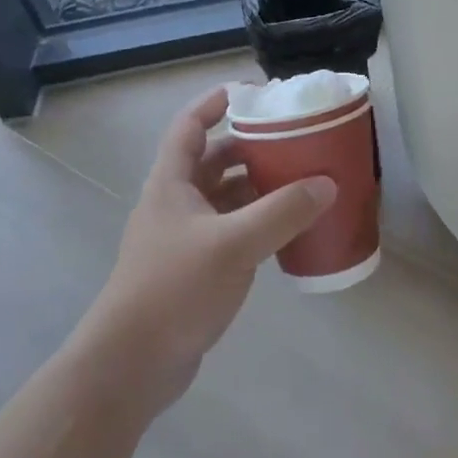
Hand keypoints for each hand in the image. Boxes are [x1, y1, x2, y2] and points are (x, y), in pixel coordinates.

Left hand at [81, 87, 335, 410]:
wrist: (131, 364)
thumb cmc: (175, 288)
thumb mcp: (234, 244)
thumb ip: (282, 212)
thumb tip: (326, 184)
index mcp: (172, 183)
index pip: (189, 127)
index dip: (213, 104)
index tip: (249, 93)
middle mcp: (174, 204)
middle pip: (212, 161)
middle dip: (248, 148)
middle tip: (289, 142)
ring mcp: (182, 240)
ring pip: (222, 199)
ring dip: (254, 188)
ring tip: (297, 182)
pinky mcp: (192, 271)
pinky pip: (228, 232)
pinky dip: (254, 224)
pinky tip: (284, 232)